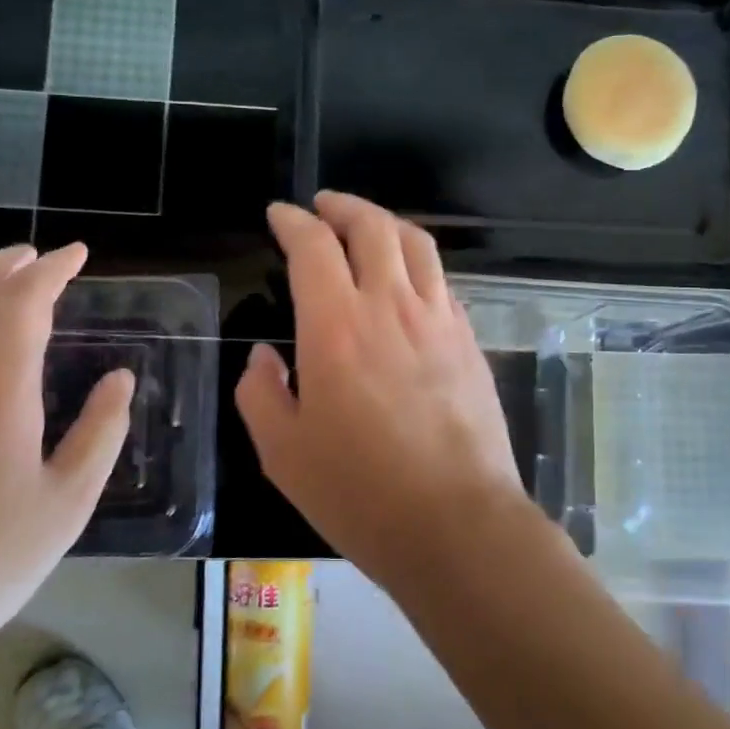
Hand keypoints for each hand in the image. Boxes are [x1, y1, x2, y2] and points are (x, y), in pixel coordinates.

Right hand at [235, 192, 525, 587]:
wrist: (455, 522)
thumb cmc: (359, 492)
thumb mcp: (283, 452)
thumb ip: (260, 393)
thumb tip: (263, 357)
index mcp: (336, 327)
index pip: (313, 246)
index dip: (293, 221)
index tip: (280, 215)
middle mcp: (390, 307)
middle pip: (372, 226)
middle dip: (343, 206)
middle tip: (323, 207)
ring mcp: (438, 319)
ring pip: (415, 244)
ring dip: (385, 223)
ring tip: (366, 227)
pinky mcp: (469, 340)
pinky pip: (441, 280)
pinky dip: (417, 262)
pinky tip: (407, 280)